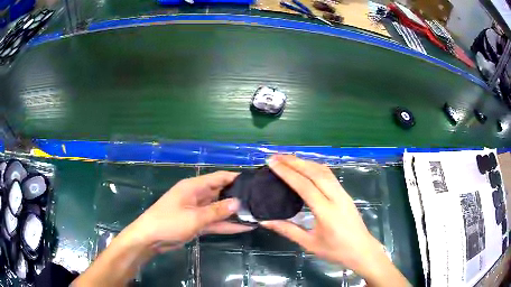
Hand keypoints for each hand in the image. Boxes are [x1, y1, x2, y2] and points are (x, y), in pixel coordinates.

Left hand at [131, 171, 254, 251]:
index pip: (218, 177)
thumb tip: (238, 202)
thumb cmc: (169, 222)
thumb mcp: (194, 217)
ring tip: (256, 214)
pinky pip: (215, 222)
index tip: (254, 181)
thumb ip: (217, 210)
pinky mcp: (197, 223)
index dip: (235, 178)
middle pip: (220, 193)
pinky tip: (244, 227)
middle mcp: (197, 196)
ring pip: (219, 209)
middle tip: (259, 200)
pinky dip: (227, 225)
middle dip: (238, 197)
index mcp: (194, 187)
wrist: (150, 239)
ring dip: (234, 213)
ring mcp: (197, 210)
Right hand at [261, 155, 407, 285]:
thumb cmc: (336, 251)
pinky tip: (307, 168)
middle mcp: (336, 197)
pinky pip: (330, 175)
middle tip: (277, 156)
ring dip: (306, 162)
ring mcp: (343, 194)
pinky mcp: (346, 194)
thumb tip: (265, 221)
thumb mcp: (309, 244)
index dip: (287, 172)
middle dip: (295, 161)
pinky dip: (316, 167)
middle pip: (315, 172)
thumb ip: (288, 230)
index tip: (272, 163)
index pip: (304, 186)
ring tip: (289, 159)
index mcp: (326, 212)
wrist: (362, 250)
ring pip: (324, 171)